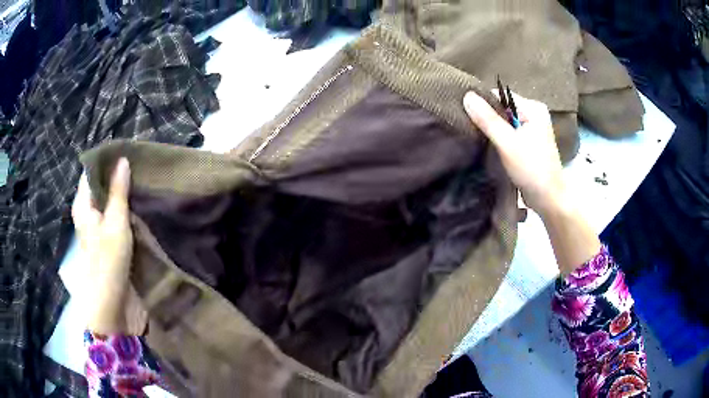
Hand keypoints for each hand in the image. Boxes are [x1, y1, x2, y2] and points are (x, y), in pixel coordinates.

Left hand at [72, 158, 146, 334]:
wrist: (114, 309)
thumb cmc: (108, 264)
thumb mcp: (114, 224)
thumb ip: (118, 192)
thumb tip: (122, 159)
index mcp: (84, 206)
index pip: (92, 172)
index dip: (108, 160)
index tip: (129, 149)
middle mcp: (91, 214)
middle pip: (103, 187)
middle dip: (121, 175)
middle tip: (143, 163)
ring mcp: (103, 229)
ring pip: (114, 203)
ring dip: (128, 194)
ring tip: (147, 179)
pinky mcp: (114, 243)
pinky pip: (122, 219)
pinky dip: (131, 210)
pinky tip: (145, 203)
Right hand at [464, 91, 600, 272]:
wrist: (548, 199)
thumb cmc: (532, 169)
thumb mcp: (508, 142)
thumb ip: (488, 119)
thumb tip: (467, 96)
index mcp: (533, 108)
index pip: (500, 96)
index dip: (482, 104)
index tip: (466, 116)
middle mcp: (534, 114)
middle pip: (502, 109)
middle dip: (487, 118)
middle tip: (470, 129)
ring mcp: (532, 129)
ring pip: (504, 123)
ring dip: (491, 130)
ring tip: (477, 138)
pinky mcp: (529, 143)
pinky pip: (509, 133)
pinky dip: (498, 139)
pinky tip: (488, 146)